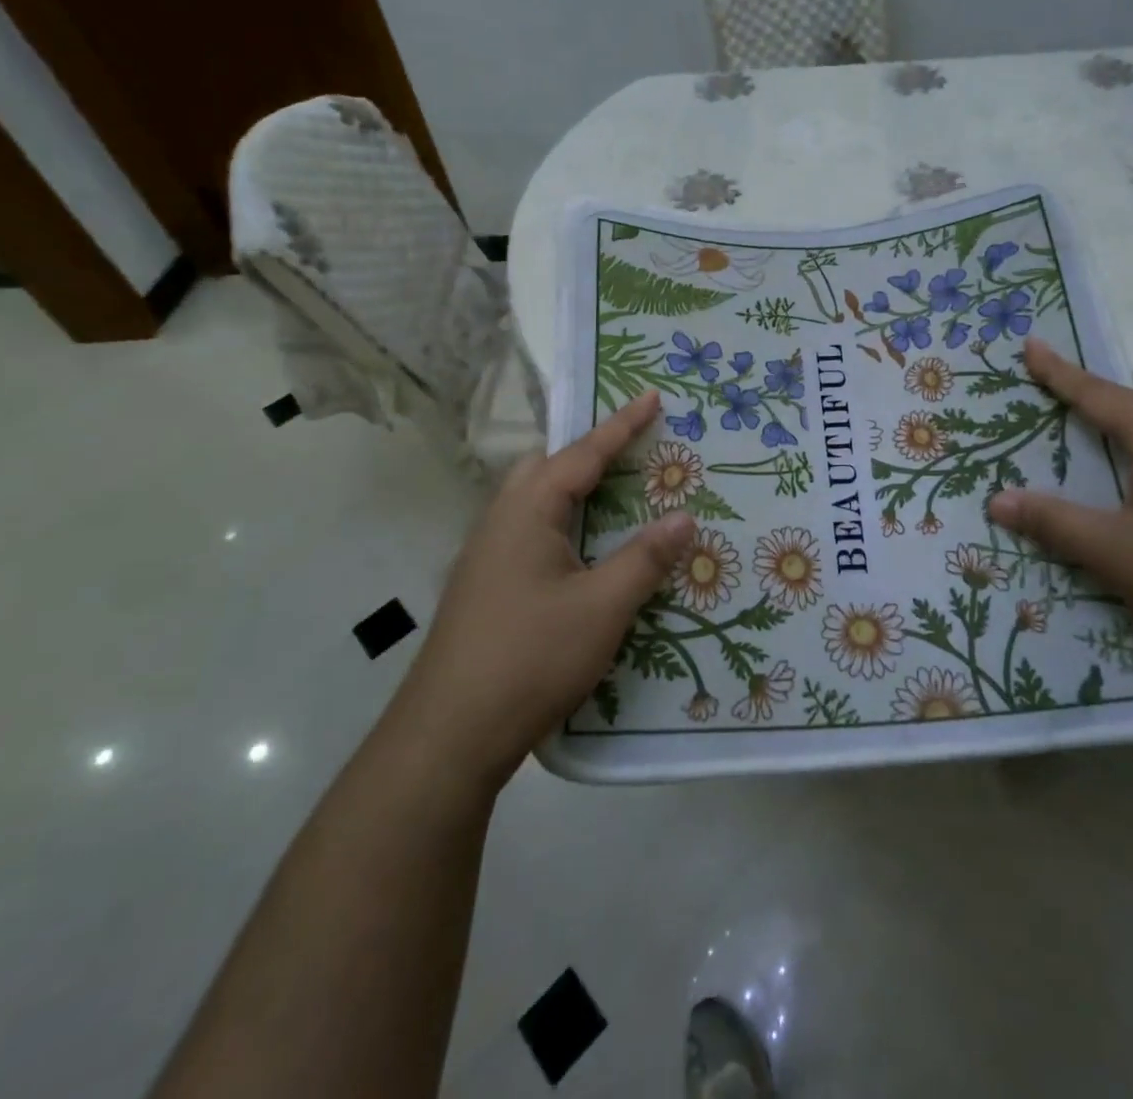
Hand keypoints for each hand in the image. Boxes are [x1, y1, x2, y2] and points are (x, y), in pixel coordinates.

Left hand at [409, 392, 694, 790]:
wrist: (448, 735)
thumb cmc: (530, 657)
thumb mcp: (602, 607)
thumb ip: (645, 558)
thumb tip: (684, 517)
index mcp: (526, 512)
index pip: (582, 454)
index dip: (621, 425)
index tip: (651, 397)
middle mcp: (500, 522)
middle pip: (547, 468)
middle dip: (589, 453)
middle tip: (632, 451)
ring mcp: (486, 557)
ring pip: (534, 503)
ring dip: (574, 491)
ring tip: (615, 496)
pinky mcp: (485, 588)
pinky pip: (530, 534)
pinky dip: (563, 524)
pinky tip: (583, 555)